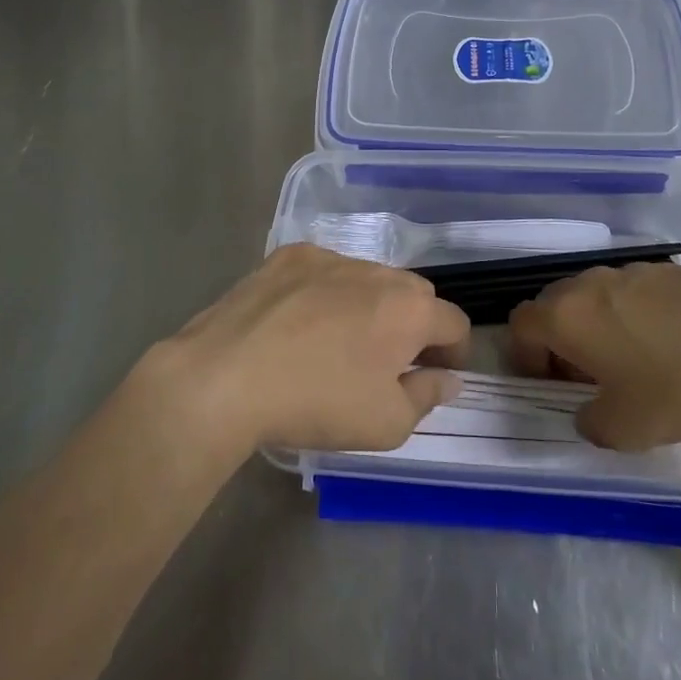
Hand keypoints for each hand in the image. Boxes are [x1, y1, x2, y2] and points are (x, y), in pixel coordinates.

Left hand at [156, 244, 471, 452]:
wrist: (226, 376)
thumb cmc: (317, 402)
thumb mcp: (386, 423)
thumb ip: (427, 396)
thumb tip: (446, 378)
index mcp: (409, 308)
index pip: (454, 322)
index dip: (454, 352)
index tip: (436, 376)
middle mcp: (376, 270)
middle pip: (413, 294)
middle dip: (413, 325)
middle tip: (389, 362)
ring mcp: (328, 257)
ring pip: (367, 278)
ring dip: (368, 304)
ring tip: (339, 341)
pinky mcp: (287, 256)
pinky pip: (323, 271)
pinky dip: (325, 292)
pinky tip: (300, 323)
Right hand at [508, 262, 680, 449]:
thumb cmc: (680, 387)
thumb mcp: (626, 430)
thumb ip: (590, 424)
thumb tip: (589, 412)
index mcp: (567, 316)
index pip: (521, 324)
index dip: (525, 356)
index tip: (551, 385)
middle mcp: (590, 284)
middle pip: (554, 304)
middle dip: (559, 339)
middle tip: (587, 376)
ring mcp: (631, 272)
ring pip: (594, 295)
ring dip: (597, 325)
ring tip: (633, 361)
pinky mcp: (670, 270)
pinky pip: (633, 292)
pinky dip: (634, 315)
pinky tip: (673, 345)